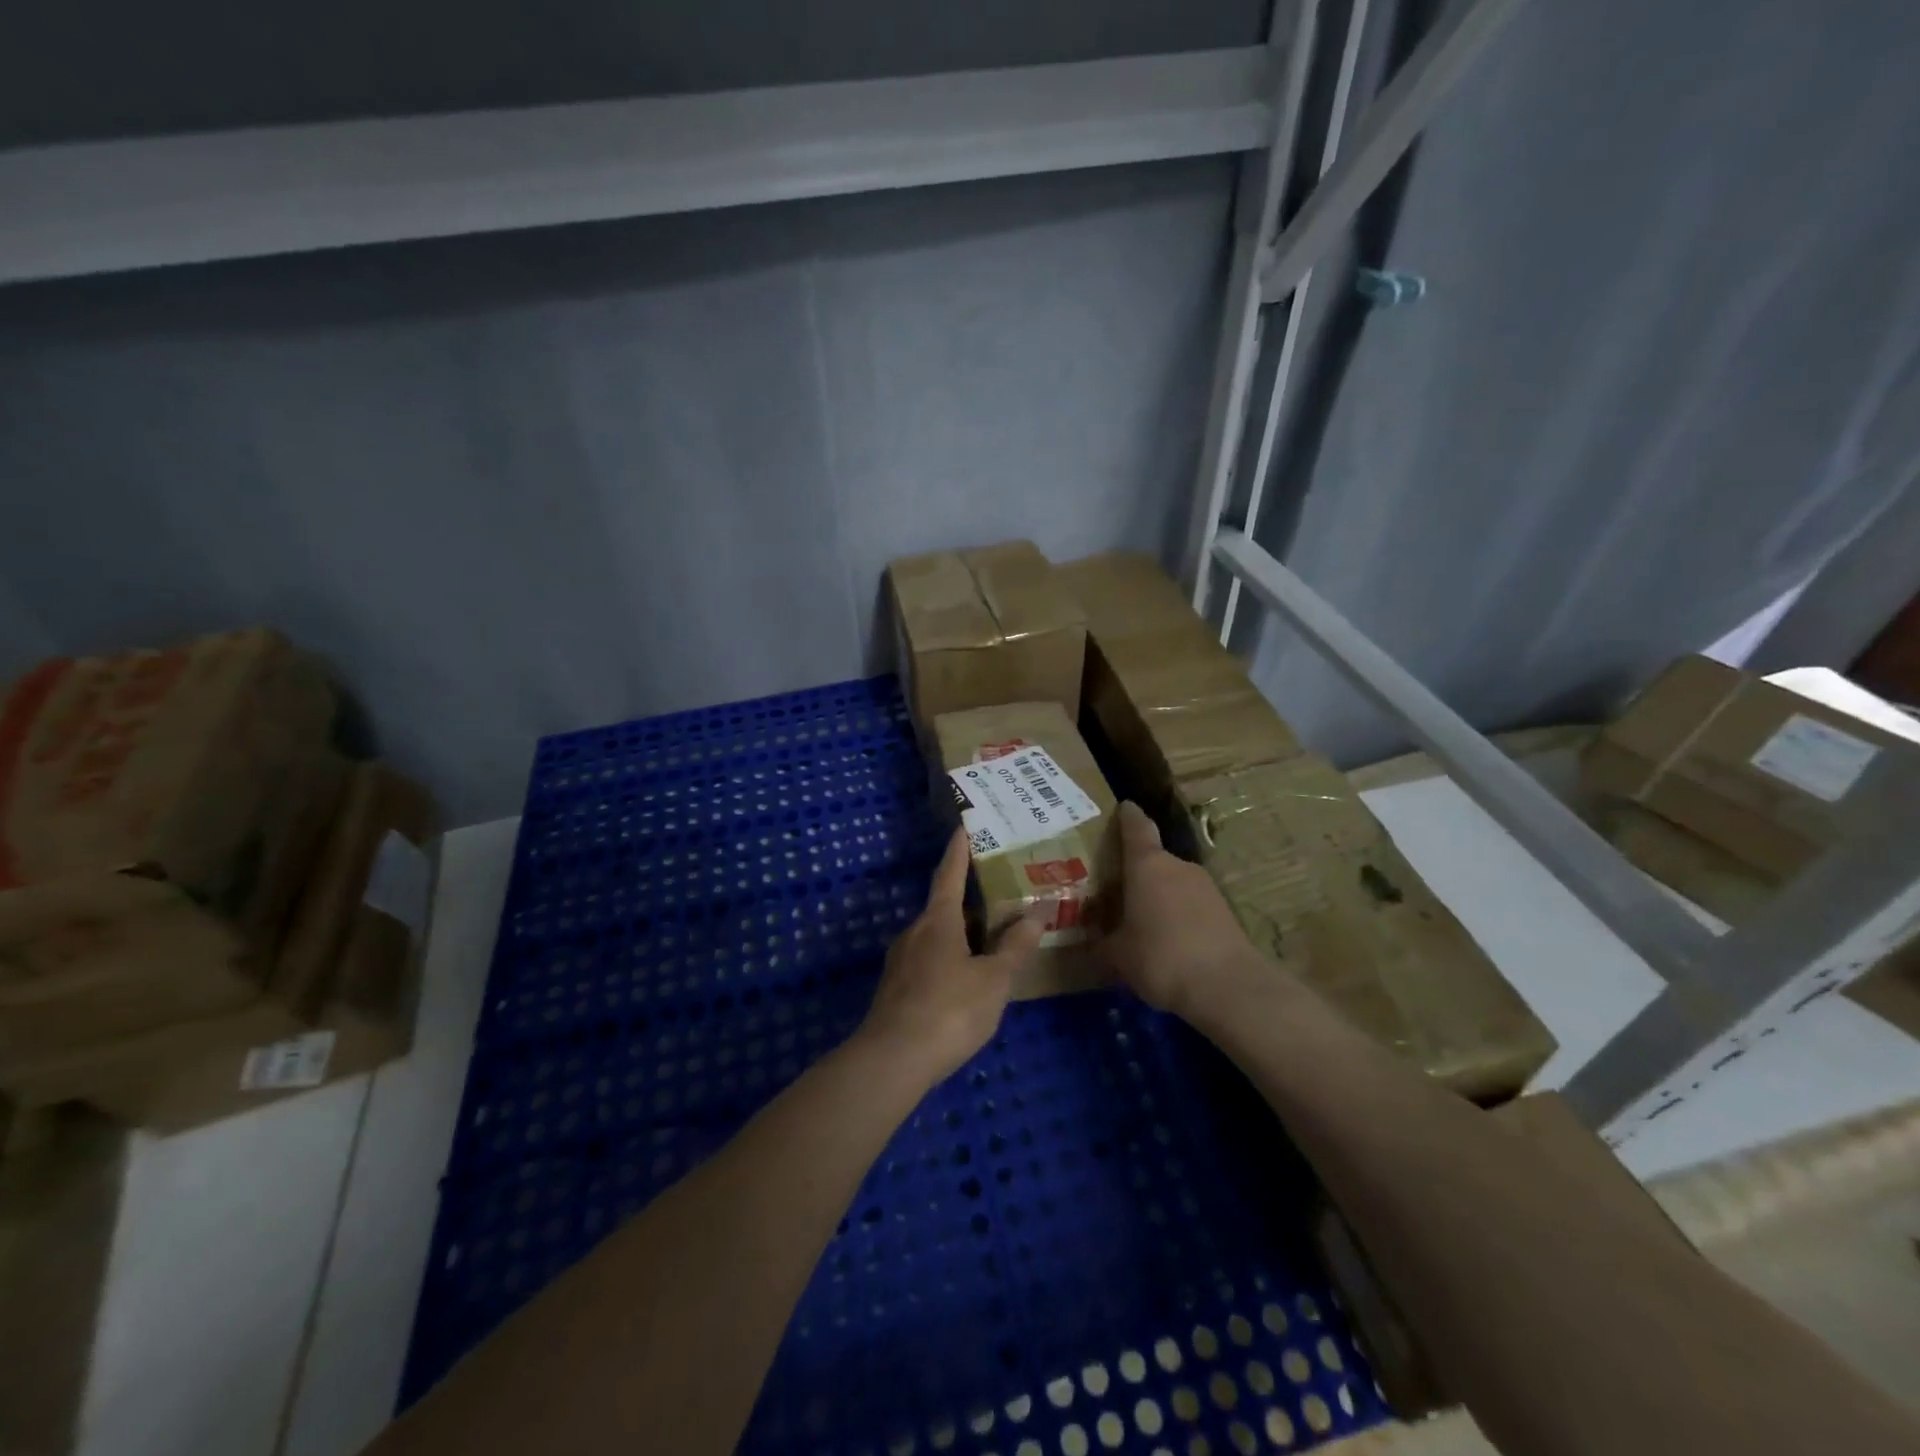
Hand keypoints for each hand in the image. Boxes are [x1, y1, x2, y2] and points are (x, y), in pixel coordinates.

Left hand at [859, 829, 1045, 1082]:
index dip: (959, 850)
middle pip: (945, 907)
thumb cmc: (949, 1010)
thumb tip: (1037, 913)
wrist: (892, 1060)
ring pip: (937, 936)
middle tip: (1000, 895)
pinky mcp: (896, 988)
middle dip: (971, 900)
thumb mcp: (993, 979)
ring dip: (962, 934)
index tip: (964, 827)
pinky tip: (967, 980)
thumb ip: (1015, 947)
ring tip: (992, 941)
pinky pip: (929, 960)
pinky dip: (951, 958)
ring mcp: (901, 960)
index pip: (949, 874)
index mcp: (938, 920)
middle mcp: (915, 931)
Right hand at [1099, 802, 1268, 1022]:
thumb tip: (1094, 941)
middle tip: (1117, 891)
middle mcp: (1178, 867)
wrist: (1227, 987)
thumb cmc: (1160, 957)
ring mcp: (1206, 888)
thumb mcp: (1118, 955)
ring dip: (1159, 897)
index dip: (1128, 816)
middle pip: (1154, 860)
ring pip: (1174, 884)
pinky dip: (1179, 916)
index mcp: (1147, 865)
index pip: (1136, 827)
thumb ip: (1104, 942)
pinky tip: (1169, 942)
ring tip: (1142, 922)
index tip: (1123, 807)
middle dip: (1137, 873)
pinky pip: (1191, 906)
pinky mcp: (1225, 912)